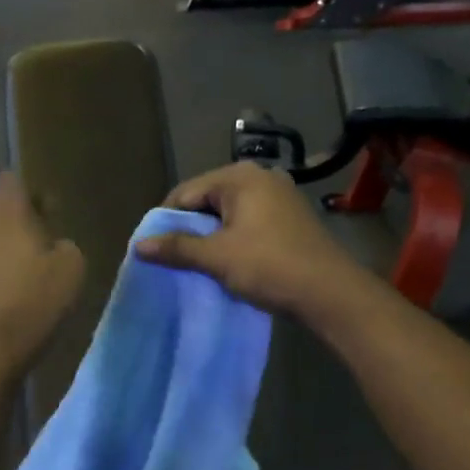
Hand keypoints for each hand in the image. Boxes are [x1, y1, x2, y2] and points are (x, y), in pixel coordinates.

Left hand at [0, 173, 84, 388]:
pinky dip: (5, 274)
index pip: (12, 179)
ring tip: (41, 269)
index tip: (52, 204)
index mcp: (6, 215)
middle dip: (27, 220)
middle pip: (2, 211)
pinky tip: (22, 295)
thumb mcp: (72, 269)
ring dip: (15, 248)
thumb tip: (55, 245)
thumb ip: (67, 245)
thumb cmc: (32, 303)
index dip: (33, 187)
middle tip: (54, 238)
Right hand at [135, 163, 364, 318]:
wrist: (330, 292)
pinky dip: (234, 238)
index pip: (186, 192)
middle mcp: (260, 177)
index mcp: (239, 177)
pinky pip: (249, 221)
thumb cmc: (269, 266)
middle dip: (190, 228)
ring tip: (200, 263)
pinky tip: (229, 262)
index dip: (166, 220)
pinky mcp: (290, 217)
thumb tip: (139, 245)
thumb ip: (177, 248)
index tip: (157, 248)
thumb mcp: (217, 257)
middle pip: (208, 199)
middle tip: (176, 258)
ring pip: (229, 213)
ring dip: (212, 236)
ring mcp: (279, 195)